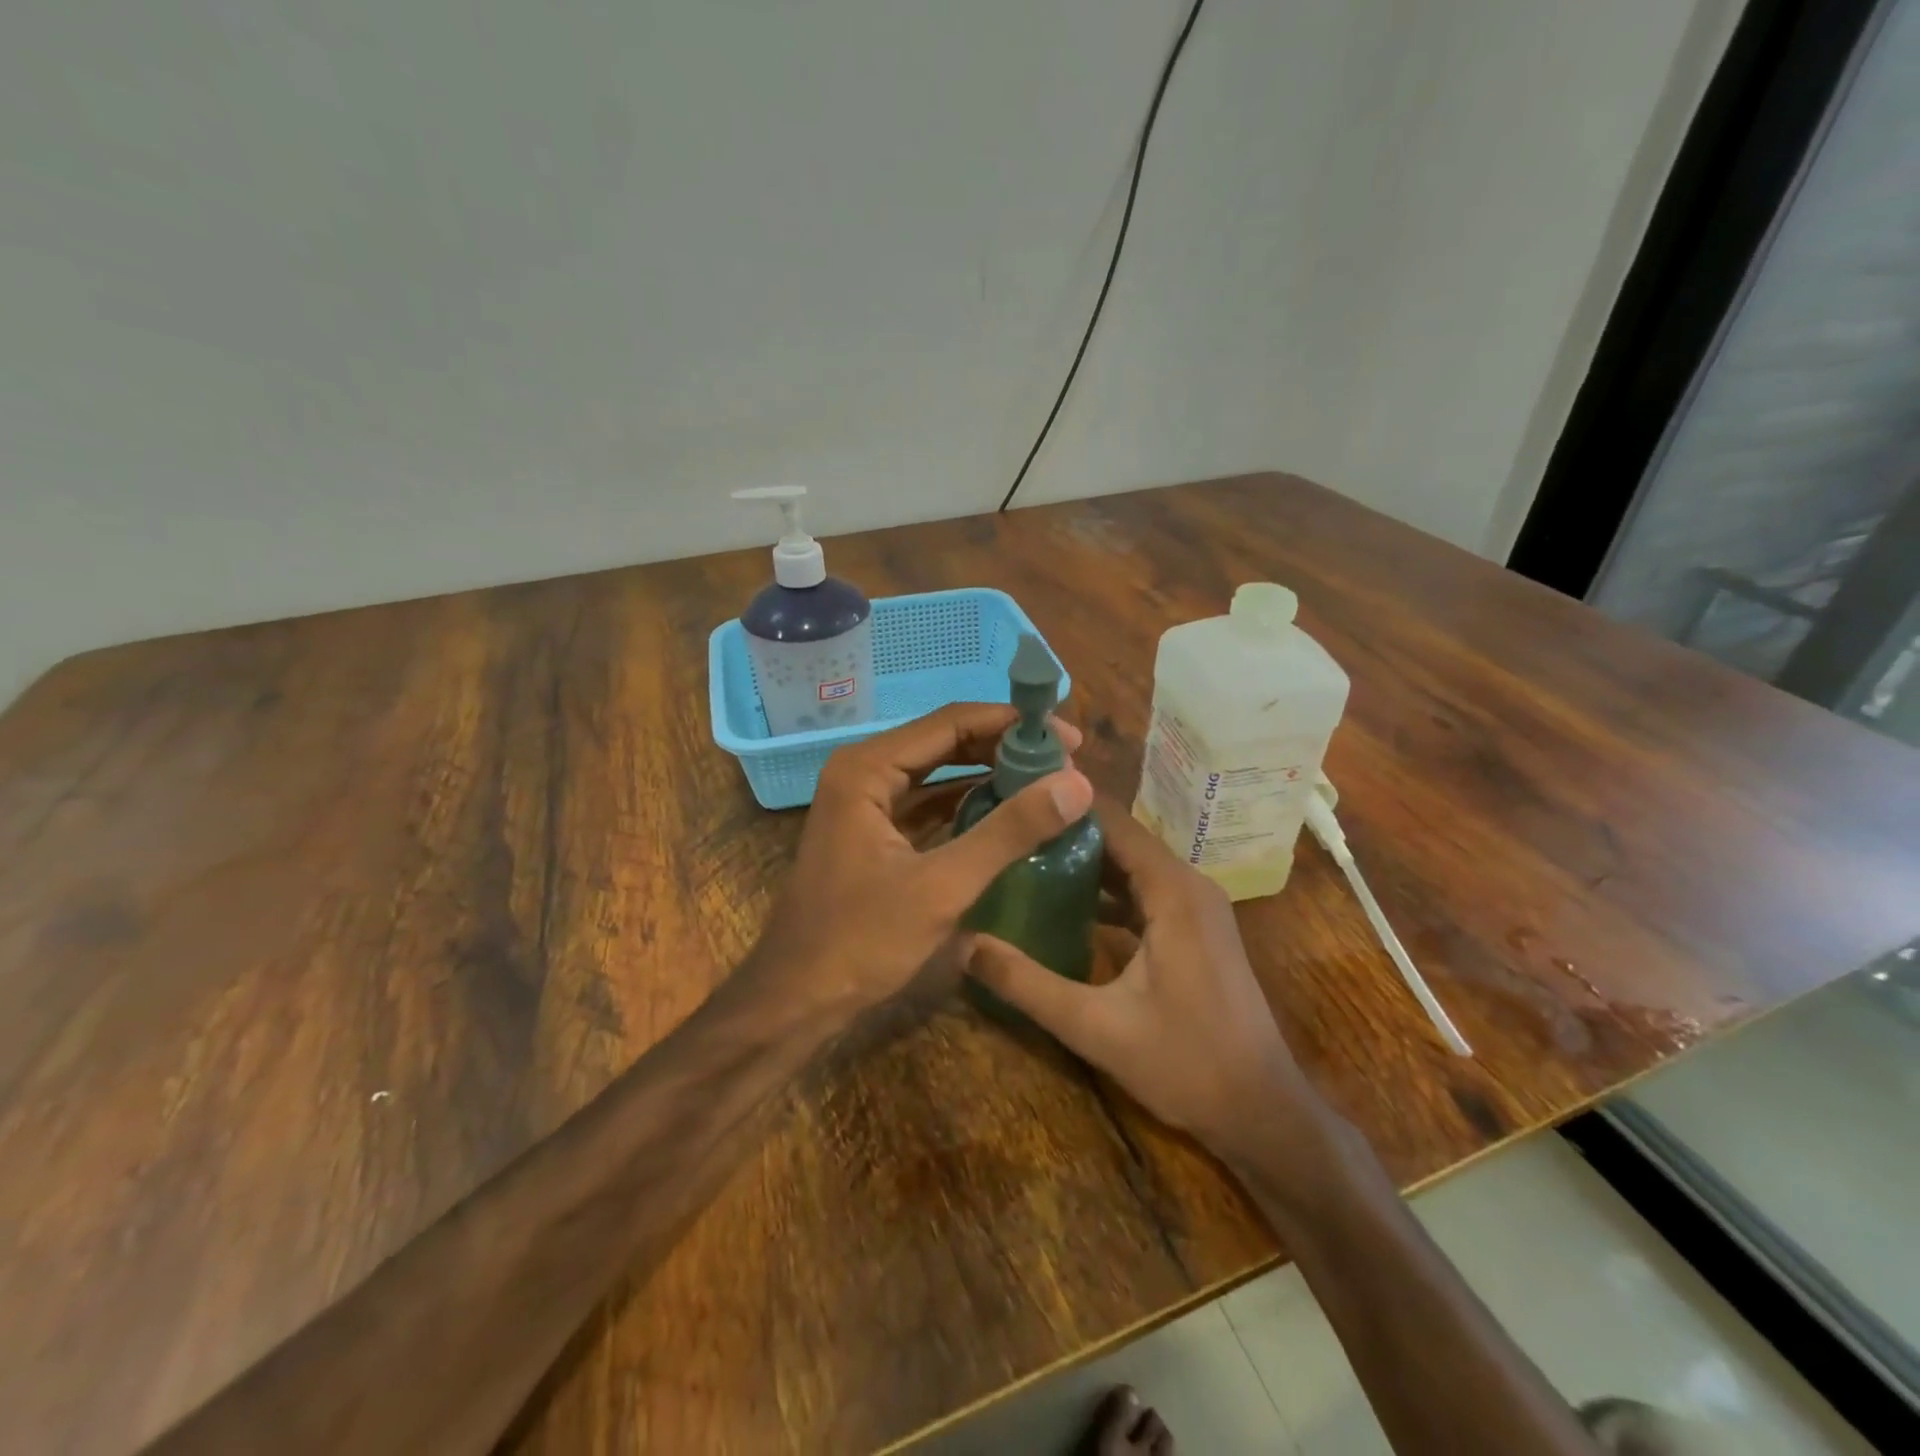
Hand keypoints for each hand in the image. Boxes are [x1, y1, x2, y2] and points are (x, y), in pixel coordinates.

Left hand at [748, 703, 1093, 1022]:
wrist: (796, 1000)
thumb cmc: (861, 940)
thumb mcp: (943, 886)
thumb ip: (1009, 830)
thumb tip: (1078, 783)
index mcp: (867, 768)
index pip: (951, 723)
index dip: (1012, 725)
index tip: (1067, 739)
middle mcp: (862, 771)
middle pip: (944, 741)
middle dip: (1003, 747)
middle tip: (1064, 761)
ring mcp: (864, 802)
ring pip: (936, 772)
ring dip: (987, 773)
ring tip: (1045, 781)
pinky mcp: (872, 832)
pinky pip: (927, 802)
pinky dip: (966, 803)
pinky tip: (1006, 812)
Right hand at [969, 801, 1316, 1157]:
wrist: (1262, 1111)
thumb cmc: (1186, 1063)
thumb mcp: (1095, 1027)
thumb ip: (1027, 984)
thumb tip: (964, 946)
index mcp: (1172, 889)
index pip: (1112, 821)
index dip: (1064, 804)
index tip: (1014, 798)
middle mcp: (1188, 883)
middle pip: (1121, 838)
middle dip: (1066, 831)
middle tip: (1008, 828)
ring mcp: (1196, 906)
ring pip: (1132, 864)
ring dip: (1085, 860)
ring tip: (1024, 856)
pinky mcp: (1196, 928)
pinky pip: (1145, 890)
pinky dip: (1107, 889)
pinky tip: (1065, 902)